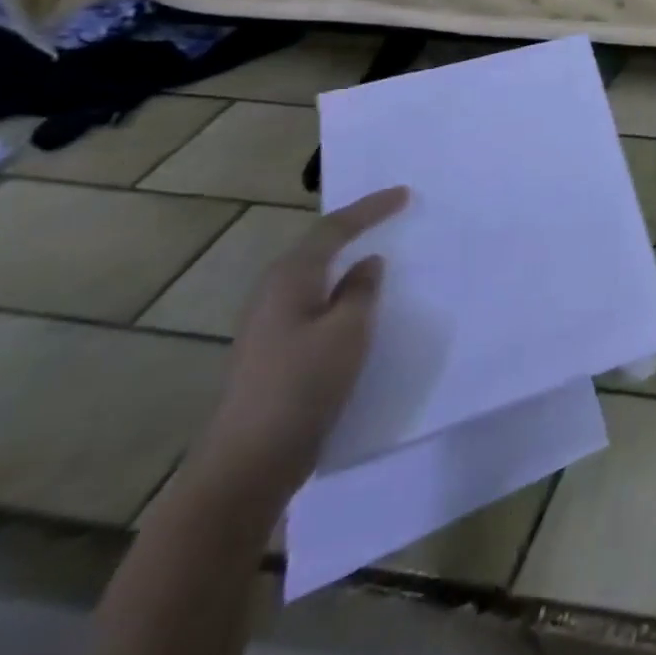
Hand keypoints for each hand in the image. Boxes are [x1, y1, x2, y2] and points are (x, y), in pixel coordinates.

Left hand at [190, 187, 407, 501]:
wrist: (249, 460)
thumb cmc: (302, 385)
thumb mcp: (347, 331)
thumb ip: (362, 290)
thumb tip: (367, 263)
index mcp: (289, 280)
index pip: (332, 230)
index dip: (369, 208)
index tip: (405, 194)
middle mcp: (274, 294)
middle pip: (318, 247)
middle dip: (355, 227)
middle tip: (394, 214)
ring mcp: (271, 325)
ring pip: (317, 276)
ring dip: (348, 259)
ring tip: (384, 250)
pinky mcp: (278, 350)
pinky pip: (318, 301)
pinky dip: (343, 289)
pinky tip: (364, 301)